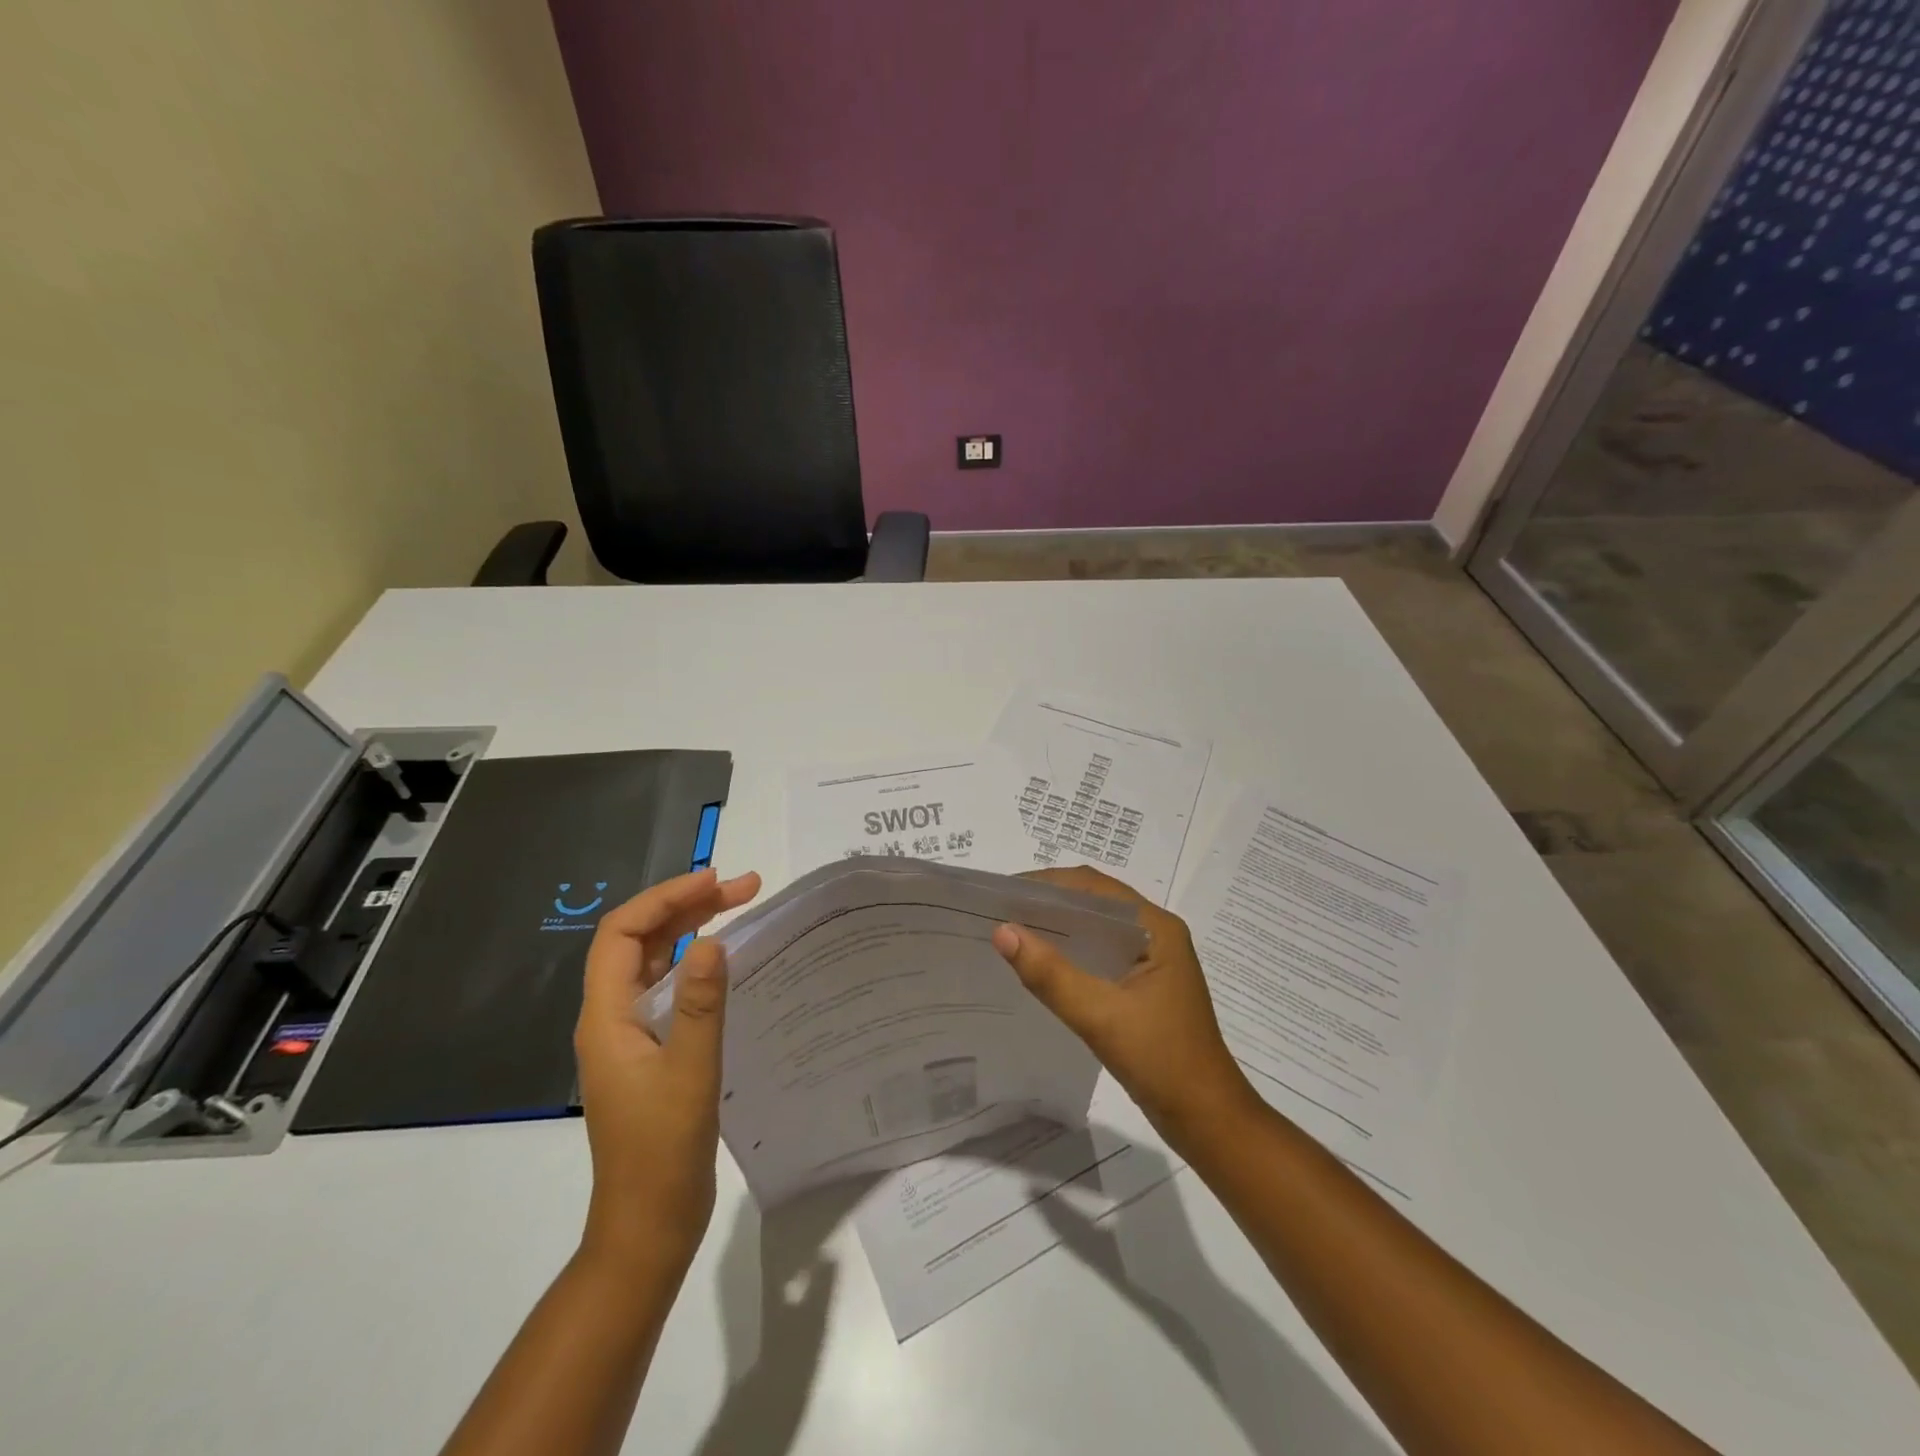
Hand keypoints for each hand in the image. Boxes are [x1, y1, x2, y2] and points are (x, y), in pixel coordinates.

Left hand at [574, 868, 761, 1276]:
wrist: (648, 1226)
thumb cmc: (663, 1151)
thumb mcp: (689, 1072)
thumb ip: (699, 1004)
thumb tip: (712, 940)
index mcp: (607, 1017)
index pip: (623, 933)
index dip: (665, 899)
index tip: (715, 882)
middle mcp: (612, 1018)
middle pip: (641, 941)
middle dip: (688, 906)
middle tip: (745, 887)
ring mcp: (630, 1036)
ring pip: (656, 962)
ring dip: (693, 929)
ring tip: (741, 907)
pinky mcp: (651, 1053)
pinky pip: (670, 989)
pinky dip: (697, 964)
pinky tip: (729, 964)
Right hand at [991, 866, 1254, 1146]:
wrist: (1208, 1121)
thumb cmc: (1162, 1061)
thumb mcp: (1100, 1016)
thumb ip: (1050, 974)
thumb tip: (1002, 931)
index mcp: (1156, 927)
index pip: (1094, 886)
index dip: (1047, 884)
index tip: (1003, 892)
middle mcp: (1156, 934)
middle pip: (1095, 902)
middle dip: (1049, 901)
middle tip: (1000, 910)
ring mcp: (1151, 960)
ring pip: (1097, 929)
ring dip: (1058, 926)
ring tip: (1012, 931)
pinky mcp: (1143, 985)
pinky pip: (1100, 955)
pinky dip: (1070, 952)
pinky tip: (1041, 964)